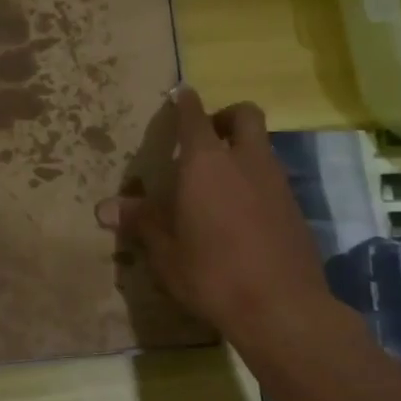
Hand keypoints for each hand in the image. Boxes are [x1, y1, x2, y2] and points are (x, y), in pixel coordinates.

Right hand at [98, 88, 331, 352]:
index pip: (195, 116)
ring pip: (262, 146)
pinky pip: (273, 177)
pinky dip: (256, 179)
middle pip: (244, 115)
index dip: (185, 102)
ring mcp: (276, 182)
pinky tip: (242, 212)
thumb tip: (105, 208)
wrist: (281, 306)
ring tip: (219, 181)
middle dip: (225, 116)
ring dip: (242, 149)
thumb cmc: (211, 273)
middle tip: (206, 138)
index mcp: (206, 163)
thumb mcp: (165, 251)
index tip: (180, 93)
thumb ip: (140, 222)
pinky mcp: (295, 207)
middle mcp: (245, 160)